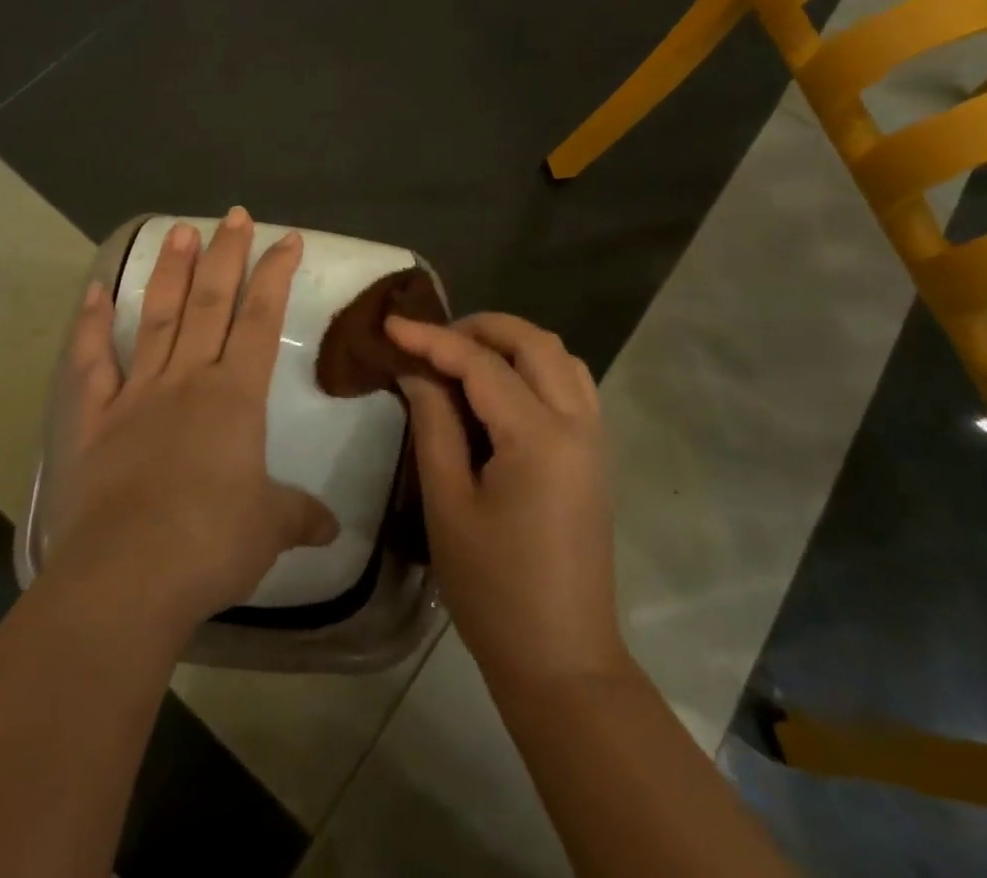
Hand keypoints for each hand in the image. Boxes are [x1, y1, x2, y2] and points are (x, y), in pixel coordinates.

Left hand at [43, 208, 338, 637]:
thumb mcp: (269, 529)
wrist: (128, 576)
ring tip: (179, 229)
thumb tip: (333, 528)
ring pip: (157, 317)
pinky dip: (90, 325)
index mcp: (235, 396)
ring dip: (170, 271)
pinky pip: (92, 362)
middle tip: (234, 214)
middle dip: (226, 254)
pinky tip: (94, 292)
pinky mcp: (95, 419)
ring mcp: (137, 394)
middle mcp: (187, 379)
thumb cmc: (210, 544)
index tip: (287, 237)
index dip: (276, 274)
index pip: (261, 318)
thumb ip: (300, 516)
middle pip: (210, 301)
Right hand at [388, 313, 624, 688]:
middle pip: (534, 342)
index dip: (433, 338)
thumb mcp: (448, 505)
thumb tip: (417, 372)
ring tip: (462, 358)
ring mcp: (594, 438)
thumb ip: (434, 425)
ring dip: (512, 343)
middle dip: (480, 327)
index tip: (391, 324)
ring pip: (559, 357)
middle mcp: (578, 423)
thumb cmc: (494, 589)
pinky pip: (571, 383)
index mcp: (539, 437)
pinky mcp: (595, 455)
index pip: (481, 363)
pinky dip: (534, 367)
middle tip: (432, 340)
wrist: (563, 661)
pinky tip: (499, 389)